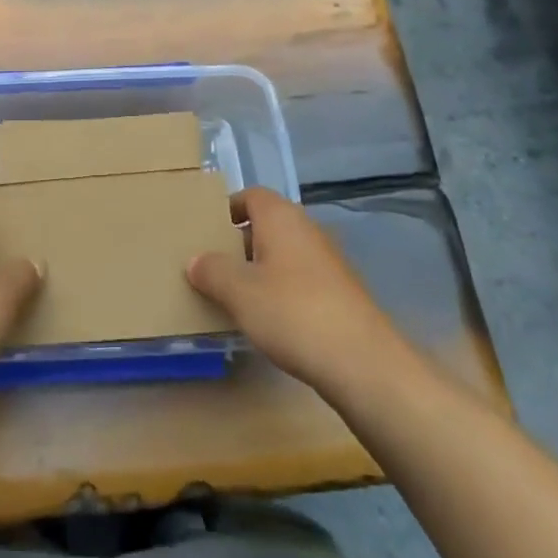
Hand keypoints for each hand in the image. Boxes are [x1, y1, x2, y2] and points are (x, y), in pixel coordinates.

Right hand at [187, 187, 420, 398]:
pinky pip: (299, 280)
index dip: (227, 209)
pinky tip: (267, 320)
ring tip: (232, 297)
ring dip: (259, 270)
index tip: (205, 232)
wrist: (363, 362)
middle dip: (238, 243)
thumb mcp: (239, 292)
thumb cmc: (293, 312)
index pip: (250, 195)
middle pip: (266, 225)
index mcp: (280, 217)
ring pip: (282, 255)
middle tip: (211, 267)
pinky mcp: (339, 293)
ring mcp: (327, 262)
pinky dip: (280, 291)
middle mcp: (306, 229)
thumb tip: (195, 259)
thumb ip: (212, 271)